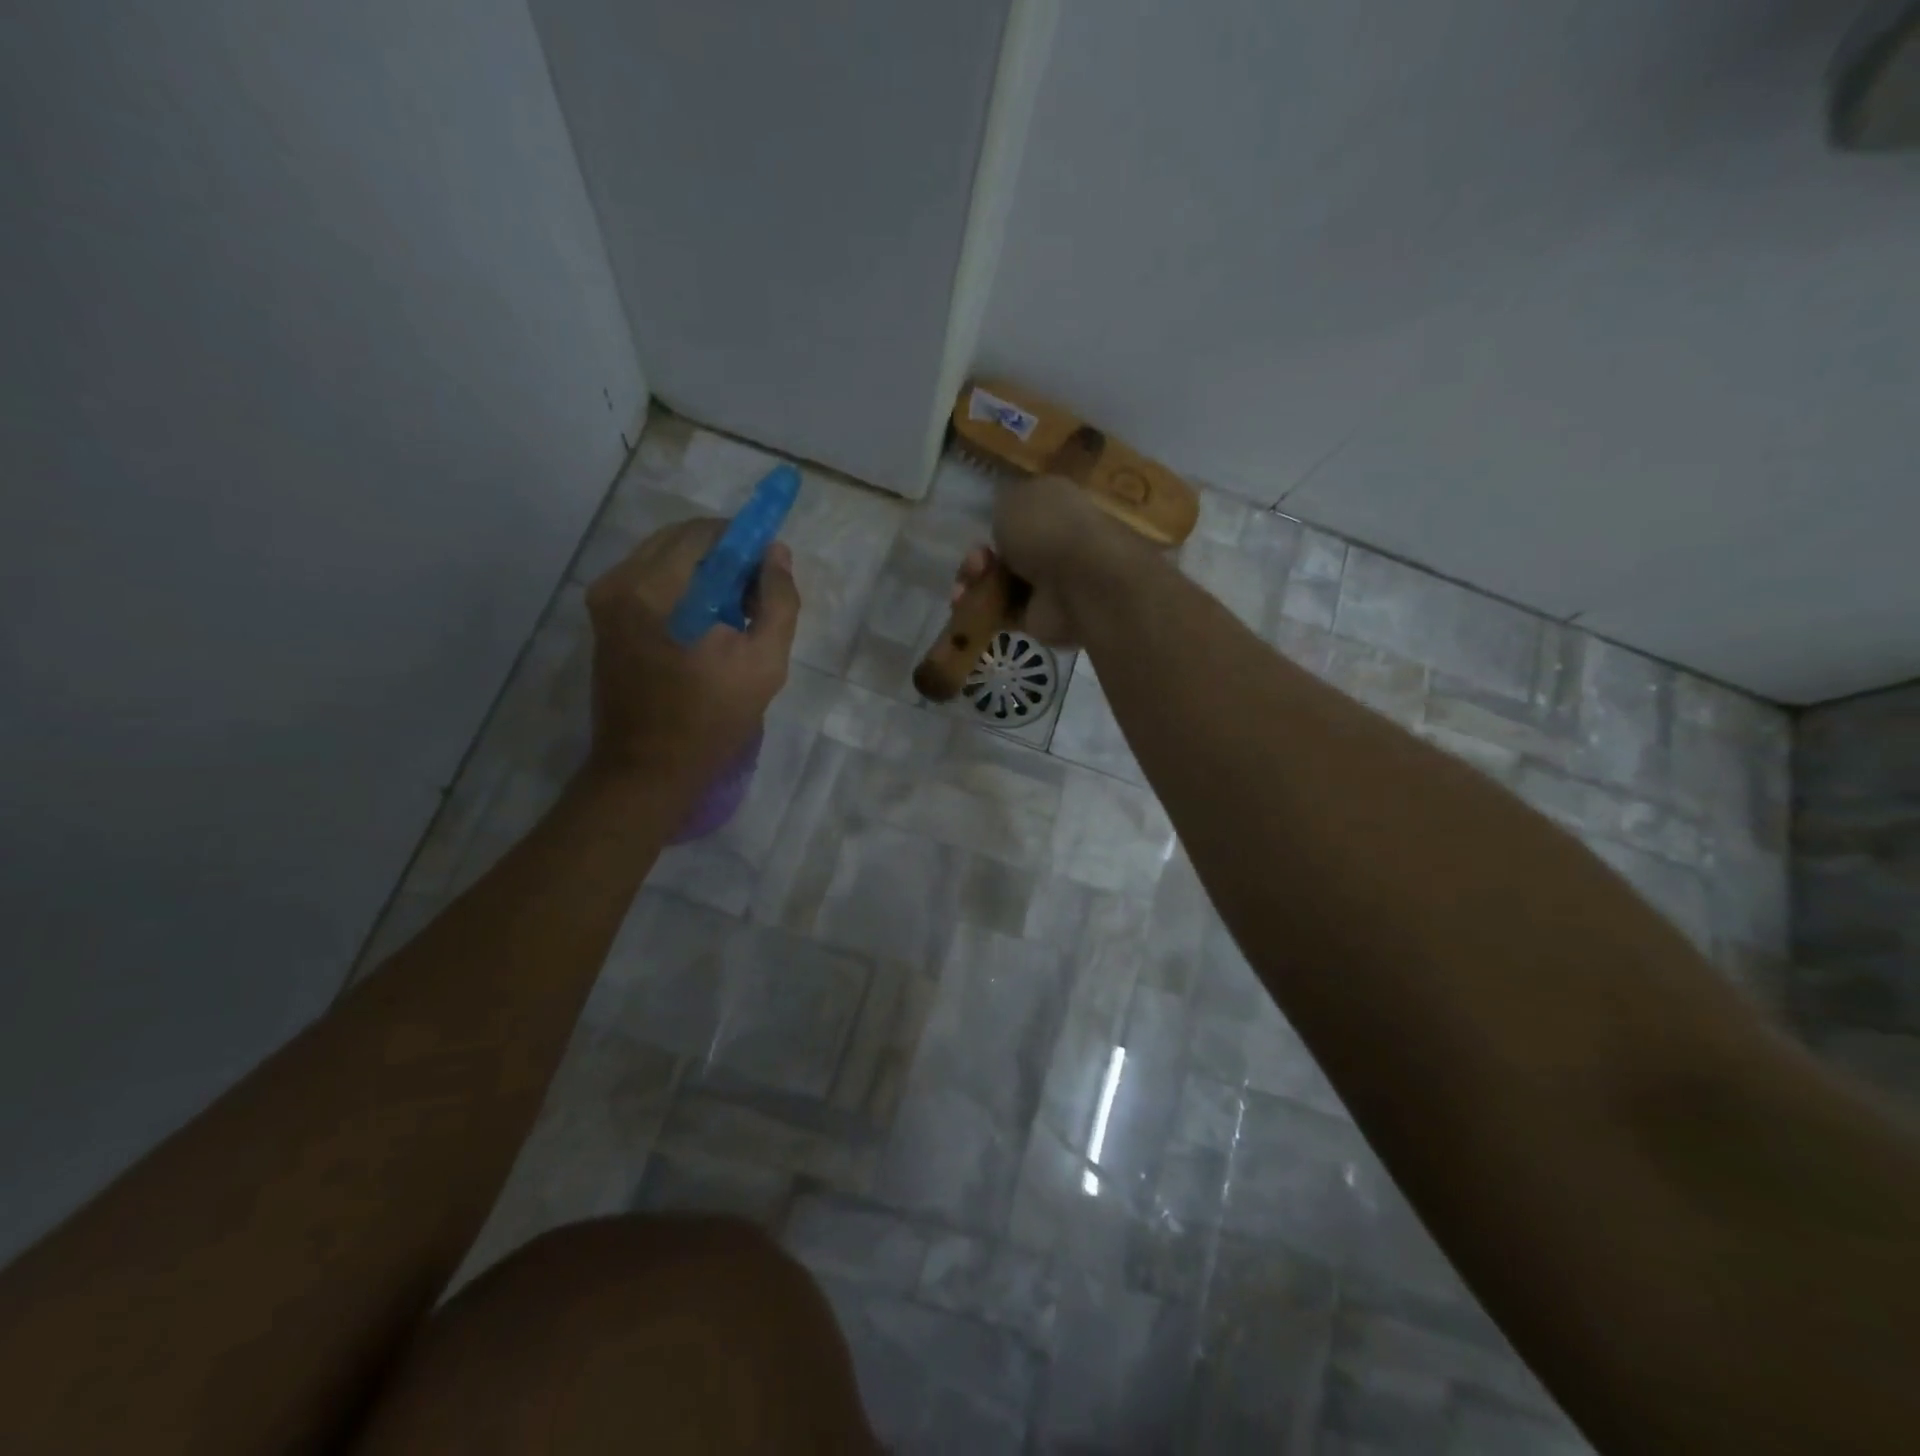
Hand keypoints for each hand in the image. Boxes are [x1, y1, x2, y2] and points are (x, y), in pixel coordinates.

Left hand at [584, 519, 798, 776]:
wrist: (648, 769)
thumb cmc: (711, 719)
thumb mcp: (765, 662)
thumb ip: (778, 600)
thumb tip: (776, 553)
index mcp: (655, 589)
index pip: (706, 533)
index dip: (745, 541)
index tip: (769, 568)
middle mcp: (620, 581)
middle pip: (682, 539)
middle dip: (724, 555)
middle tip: (754, 593)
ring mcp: (604, 599)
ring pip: (664, 556)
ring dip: (703, 572)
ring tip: (731, 613)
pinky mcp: (602, 617)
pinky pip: (649, 579)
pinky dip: (681, 587)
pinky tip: (704, 623)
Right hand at [951, 474, 1143, 644]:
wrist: (1079, 581)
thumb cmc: (1047, 528)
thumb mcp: (1013, 498)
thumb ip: (1002, 506)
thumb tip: (1003, 521)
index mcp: (1054, 506)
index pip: (1019, 514)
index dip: (994, 521)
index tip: (981, 529)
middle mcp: (1053, 543)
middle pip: (1004, 553)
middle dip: (980, 557)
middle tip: (976, 561)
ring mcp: (1048, 583)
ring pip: (998, 583)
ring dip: (976, 583)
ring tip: (966, 585)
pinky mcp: (1038, 617)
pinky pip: (1001, 612)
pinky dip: (981, 609)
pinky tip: (968, 604)